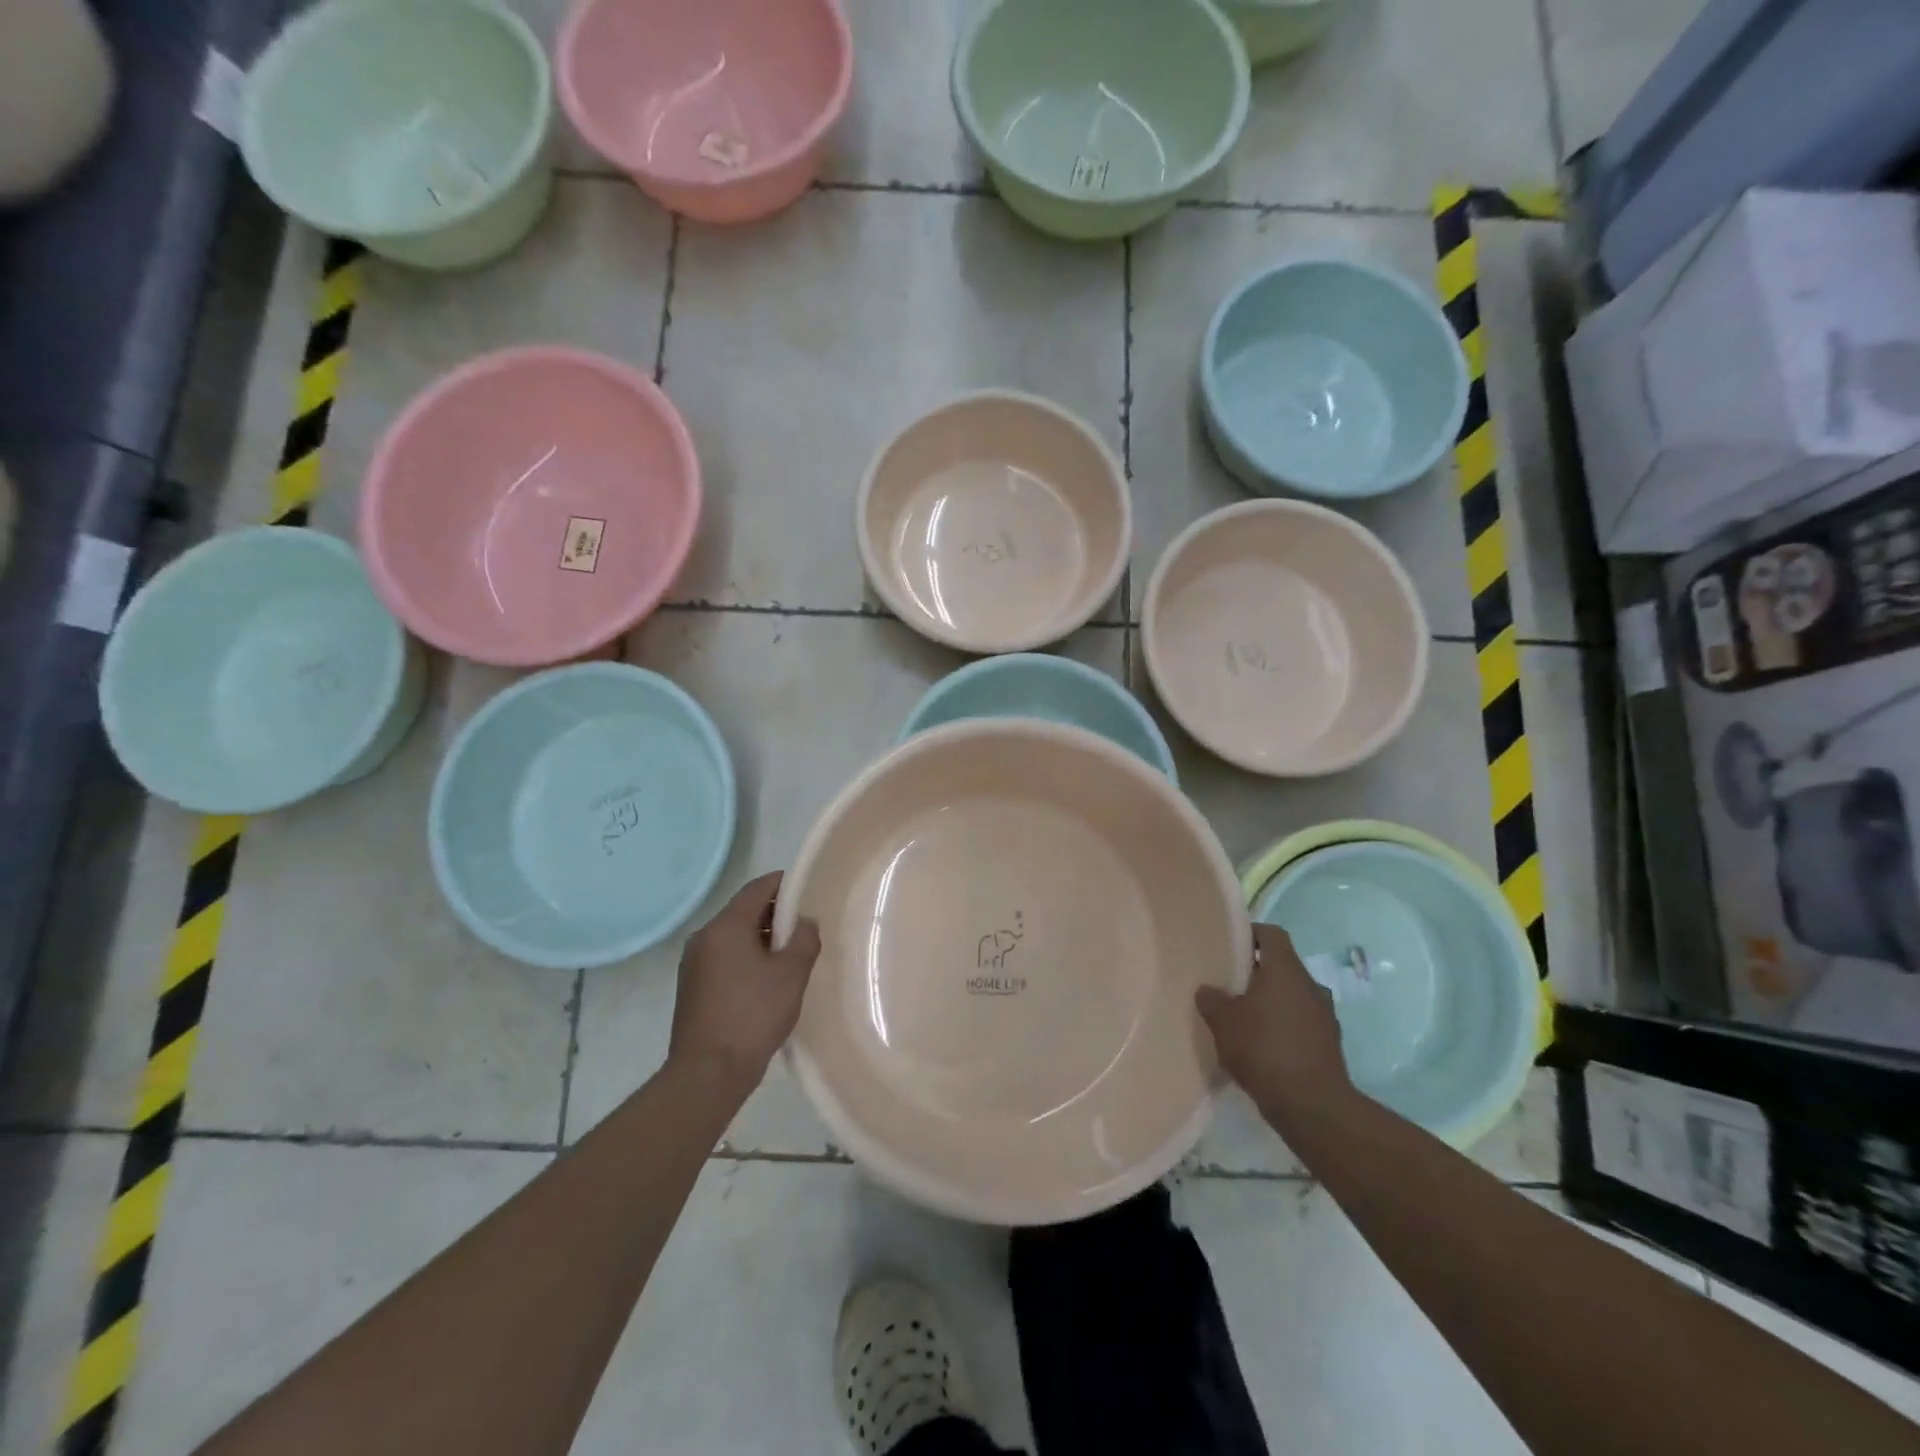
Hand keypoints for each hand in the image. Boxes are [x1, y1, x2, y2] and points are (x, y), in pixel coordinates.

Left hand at [668, 872, 822, 1092]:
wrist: (707, 1073)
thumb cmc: (753, 1015)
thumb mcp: (792, 974)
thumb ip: (804, 939)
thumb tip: (804, 922)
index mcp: (725, 926)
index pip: (757, 888)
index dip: (784, 885)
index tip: (807, 891)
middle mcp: (704, 937)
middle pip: (743, 912)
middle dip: (774, 915)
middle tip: (804, 929)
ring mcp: (693, 964)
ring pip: (733, 937)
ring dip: (760, 940)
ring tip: (789, 958)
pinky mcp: (691, 988)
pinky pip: (723, 959)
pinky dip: (745, 959)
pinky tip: (765, 981)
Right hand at [1195, 923, 1348, 1118]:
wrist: (1312, 1106)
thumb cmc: (1264, 1049)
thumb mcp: (1223, 1022)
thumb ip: (1212, 1000)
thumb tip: (1208, 990)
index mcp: (1286, 970)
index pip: (1272, 934)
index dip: (1251, 934)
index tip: (1230, 946)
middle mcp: (1310, 986)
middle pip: (1282, 966)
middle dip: (1257, 973)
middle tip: (1230, 985)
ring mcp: (1325, 1016)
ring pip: (1293, 996)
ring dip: (1272, 1003)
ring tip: (1245, 1019)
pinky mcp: (1329, 1044)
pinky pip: (1302, 1023)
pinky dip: (1284, 1028)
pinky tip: (1263, 1047)